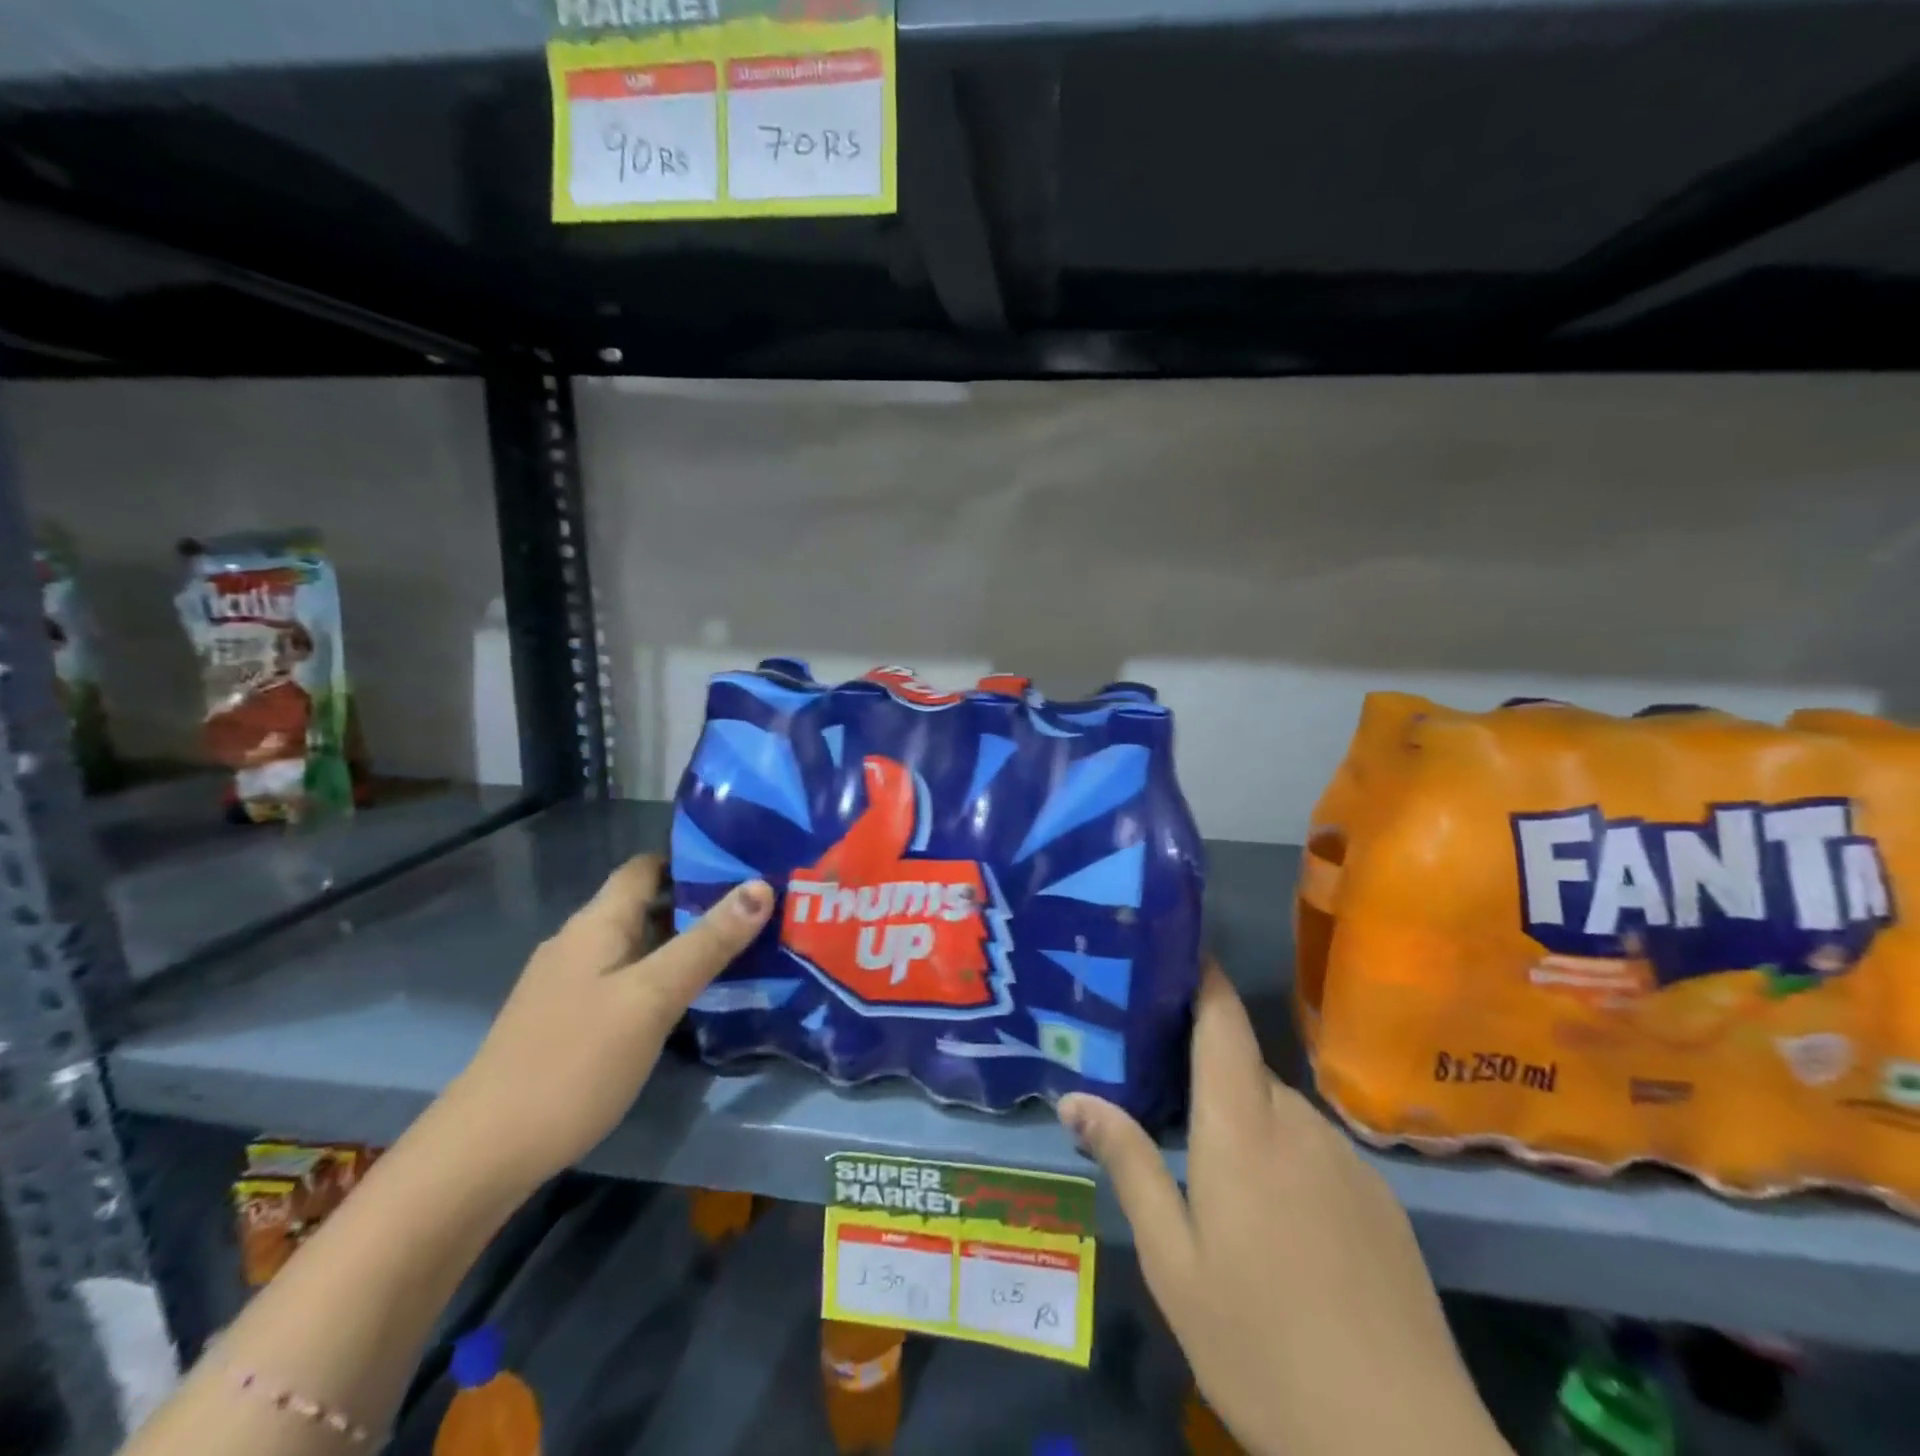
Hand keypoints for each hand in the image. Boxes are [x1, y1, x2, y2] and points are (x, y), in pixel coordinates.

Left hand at [444, 855, 772, 1194]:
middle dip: (700, 903)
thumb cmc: (574, 1062)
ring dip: (683, 942)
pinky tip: (691, 999)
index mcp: (596, 923)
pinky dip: (661, 977)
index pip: (646, 867)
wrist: (483, 1154)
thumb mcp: (652, 998)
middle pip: (645, 904)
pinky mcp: (569, 1020)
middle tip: (760, 912)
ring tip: (741, 950)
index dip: (693, 859)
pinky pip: (626, 980)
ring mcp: (570, 984)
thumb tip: (761, 886)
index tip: (746, 866)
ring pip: (638, 945)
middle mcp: (580, 943)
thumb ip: (707, 942)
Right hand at [1058, 965, 1509, 1455]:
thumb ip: (1129, 1165)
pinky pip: (1314, 1149)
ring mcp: (1347, 1159)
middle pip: (1242, 1066)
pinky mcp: (1380, 1199)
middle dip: (1201, 1068)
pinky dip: (1282, 1157)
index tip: (1168, 950)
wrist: (1407, 1452)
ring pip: (1277, 1111)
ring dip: (1241, 1121)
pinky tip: (1274, 1225)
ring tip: (1209, 1171)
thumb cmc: (1263, 1346)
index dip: (1201, 974)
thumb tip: (1075, 1097)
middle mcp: (1298, 1122)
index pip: (1223, 1018)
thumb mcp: (1173, 1263)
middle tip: (1155, 1092)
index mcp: (1242, 1125)